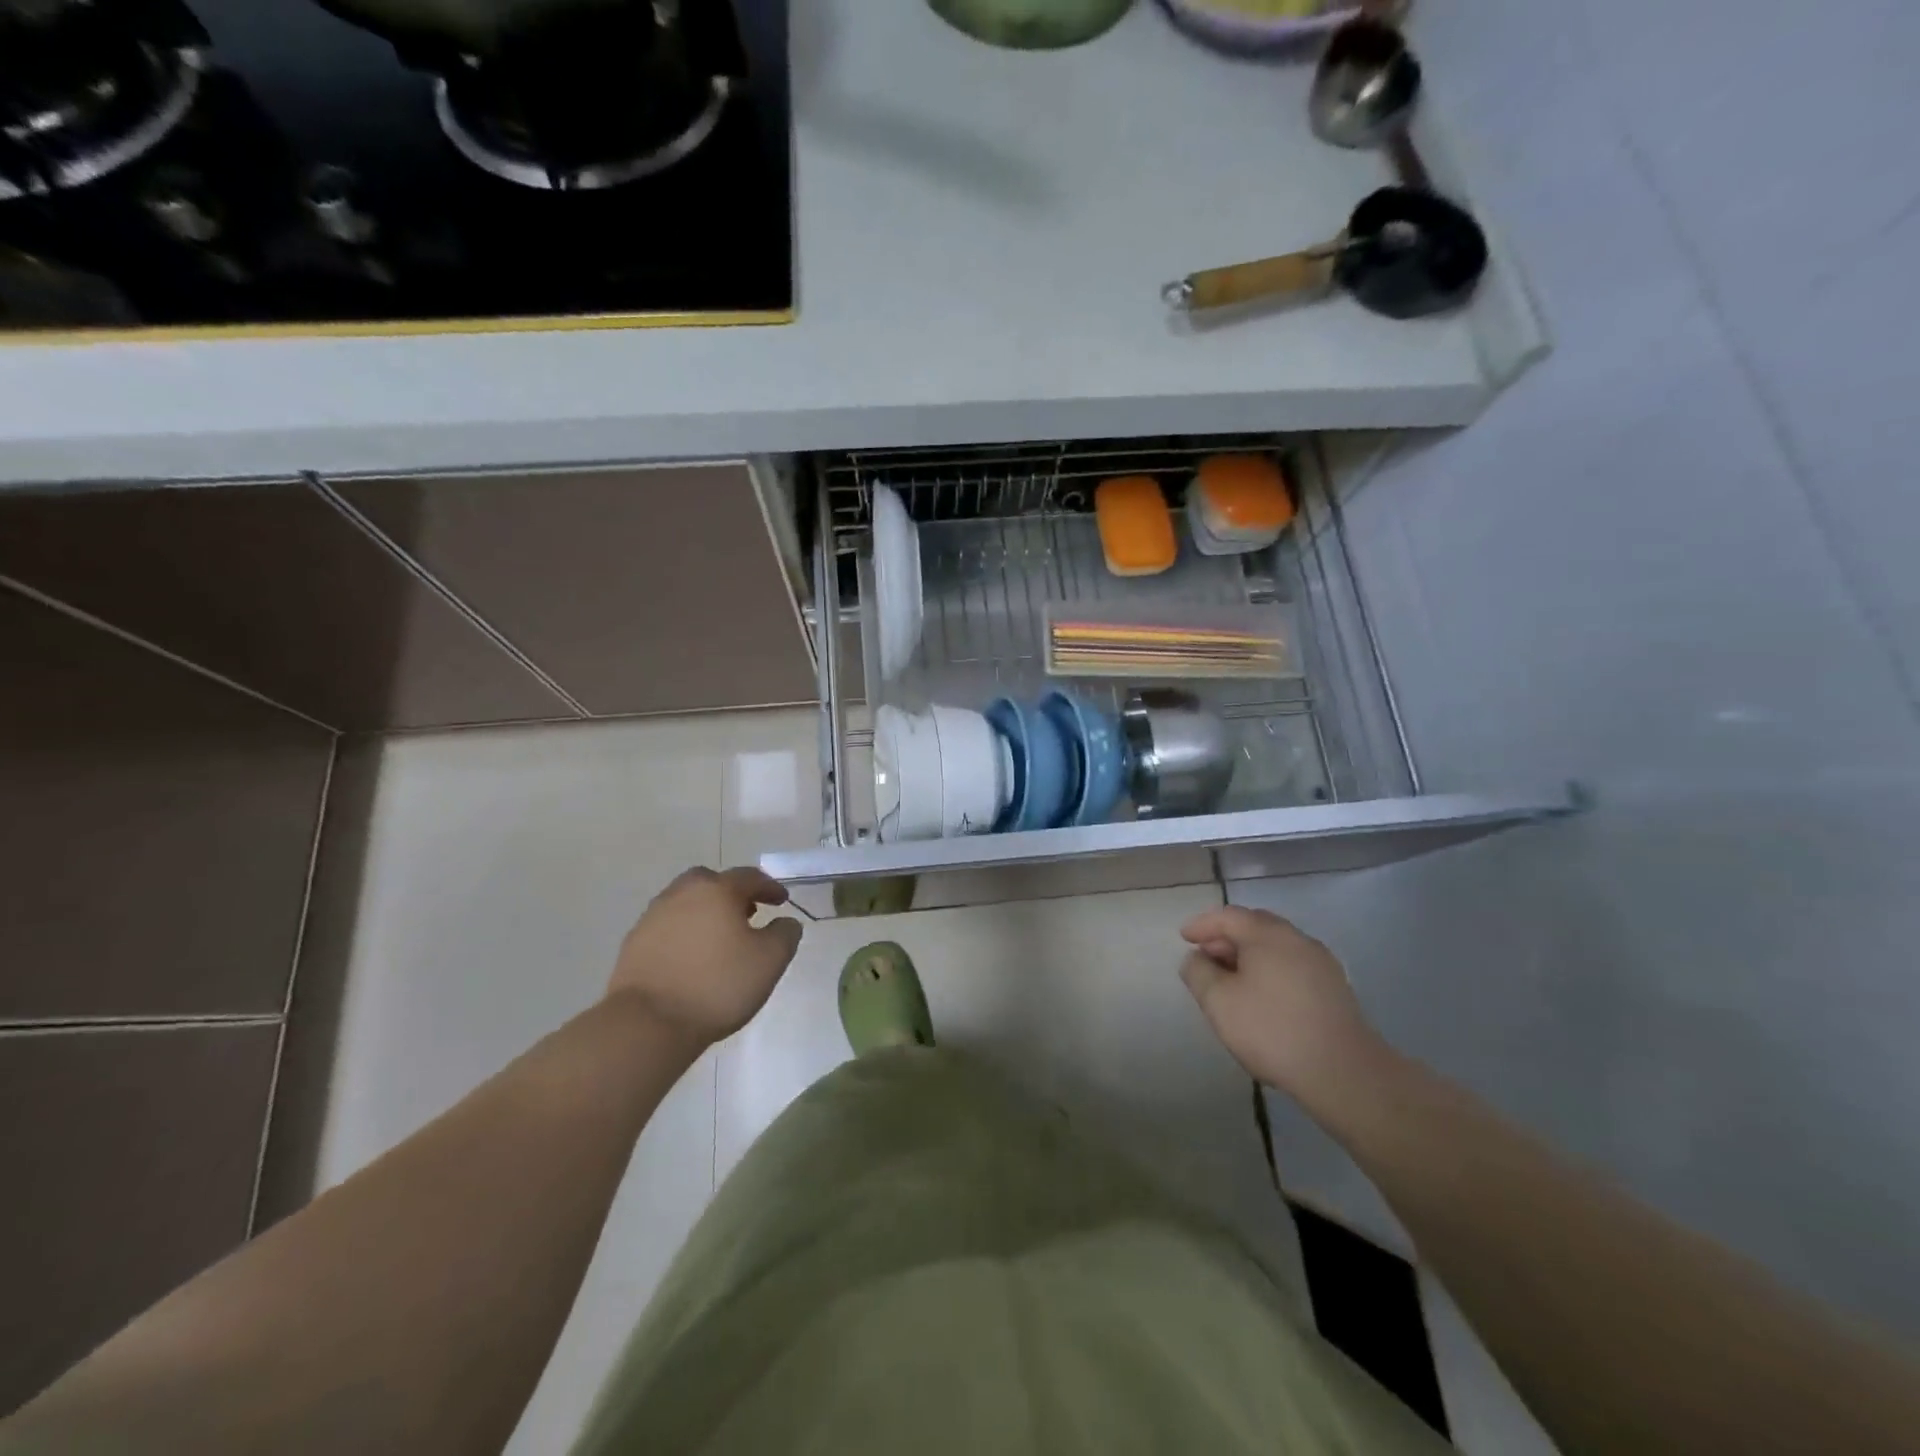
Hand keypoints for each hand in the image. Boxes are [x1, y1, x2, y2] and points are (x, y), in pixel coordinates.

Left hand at [609, 867, 802, 1045]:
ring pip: (685, 902)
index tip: (782, 901)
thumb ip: (785, 934)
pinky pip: (667, 926)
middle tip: (747, 913)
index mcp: (717, 891)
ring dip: (705, 911)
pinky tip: (692, 957)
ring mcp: (653, 917)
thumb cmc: (718, 985)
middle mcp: (682, 894)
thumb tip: (785, 922)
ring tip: (719, 937)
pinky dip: (684, 932)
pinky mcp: (634, 943)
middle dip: (731, 892)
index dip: (770, 887)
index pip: (750, 877)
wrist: (648, 1023)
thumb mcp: (770, 961)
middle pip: (711, 881)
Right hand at [1179, 906, 1386, 1099]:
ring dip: (1249, 955)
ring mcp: (1321, 963)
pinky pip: (1292, 965)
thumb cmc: (1272, 1029)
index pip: (1228, 916)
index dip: (1202, 924)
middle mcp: (1297, 939)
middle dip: (1226, 938)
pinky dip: (1270, 970)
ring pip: (1276, 947)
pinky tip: (1262, 996)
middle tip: (1205, 955)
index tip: (1184, 937)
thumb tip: (1196, 958)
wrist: (1343, 1072)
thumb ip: (1198, 972)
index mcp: (1268, 935)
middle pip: (1255, 927)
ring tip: (1230, 978)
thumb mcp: (1219, 1001)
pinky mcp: (1335, 988)